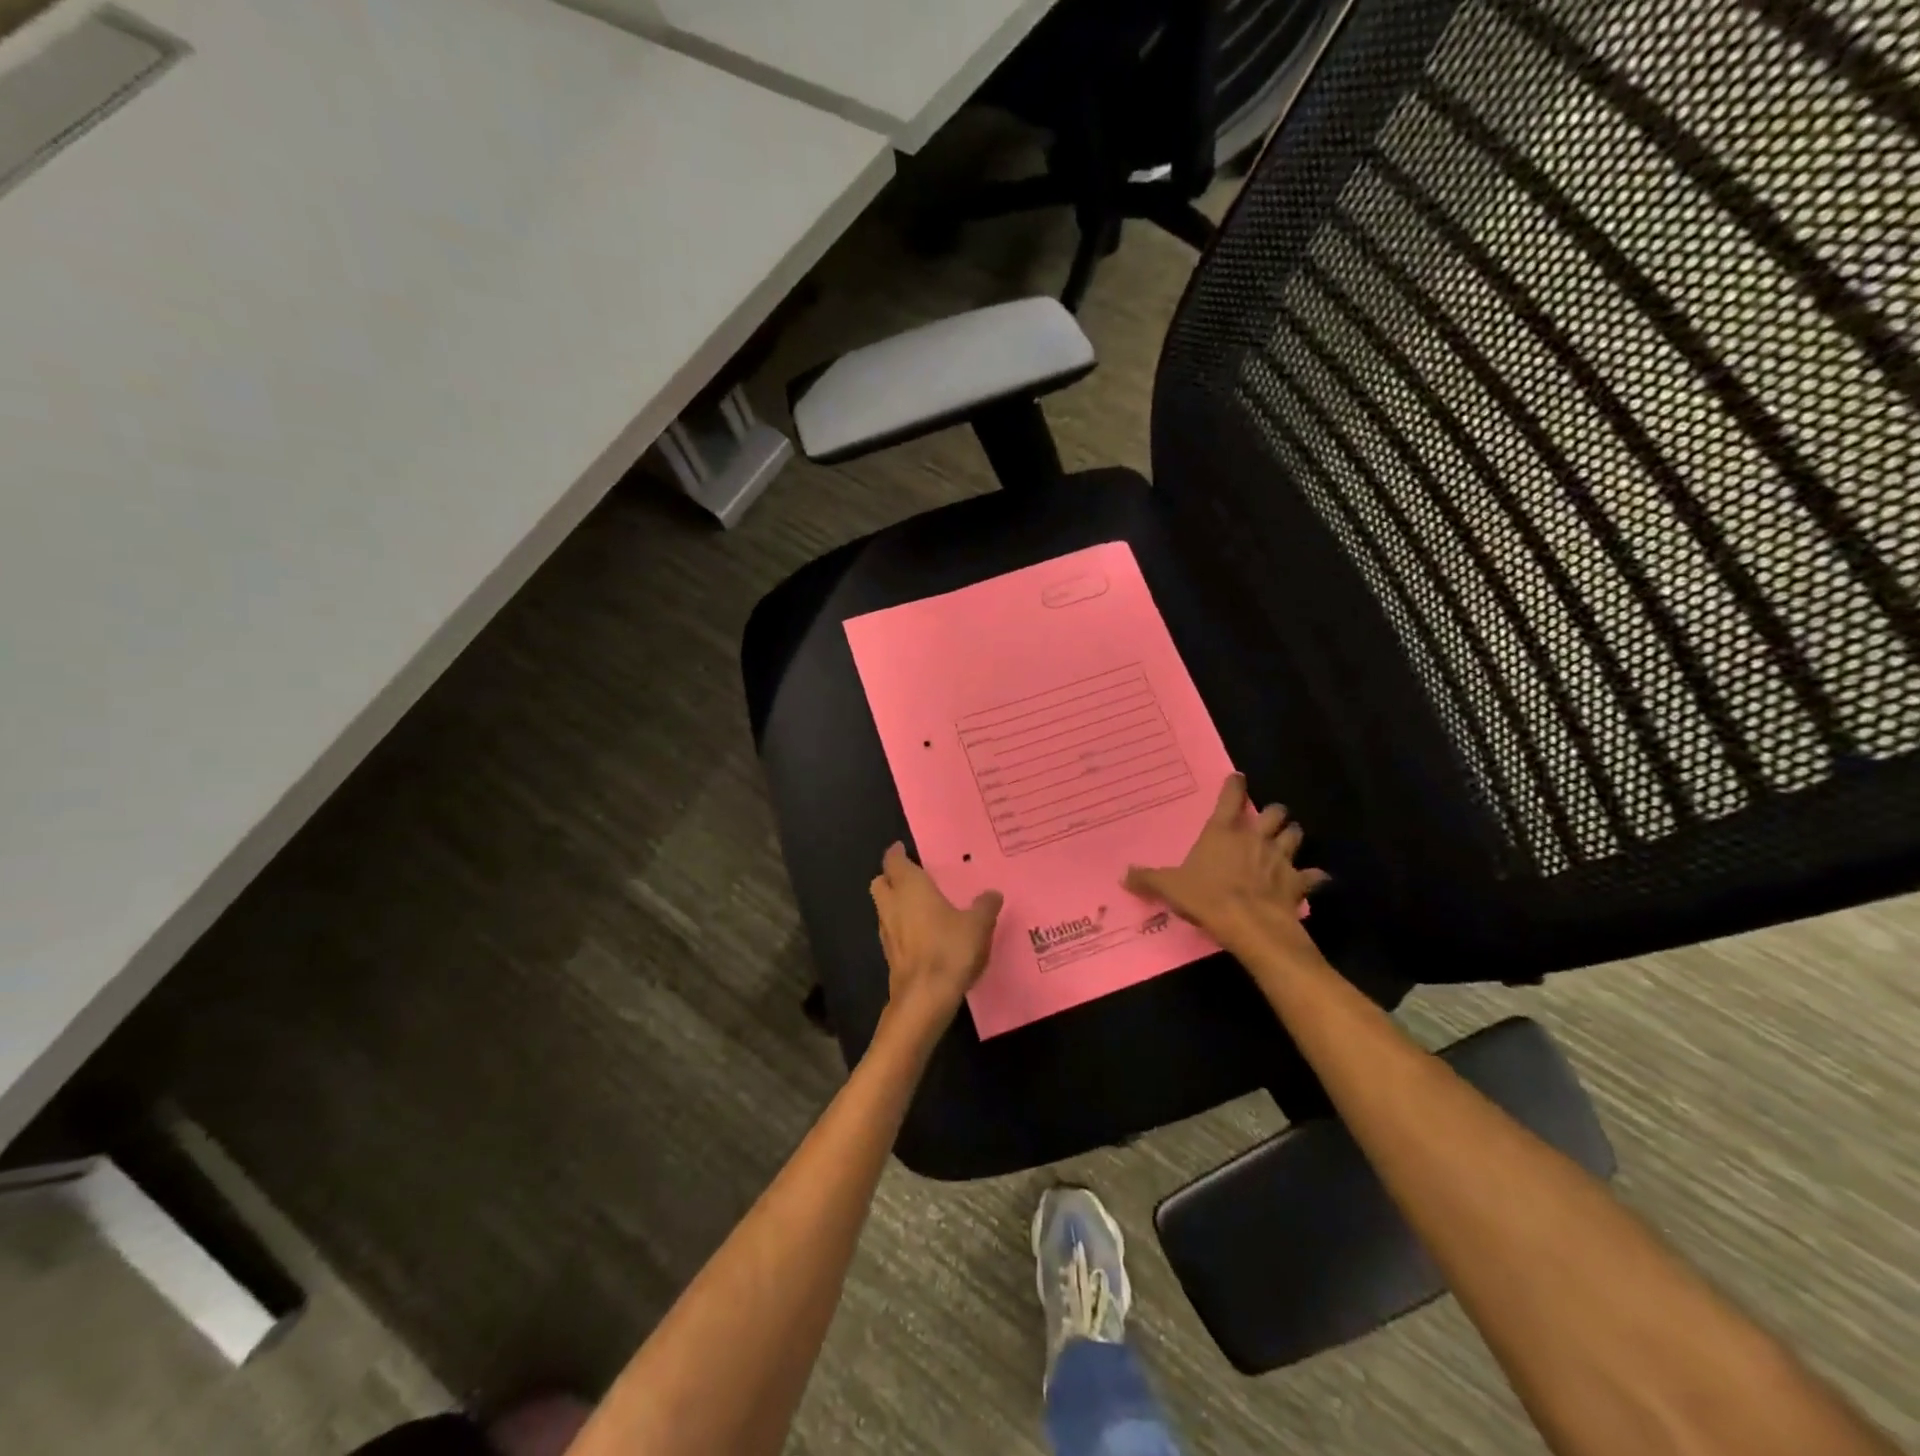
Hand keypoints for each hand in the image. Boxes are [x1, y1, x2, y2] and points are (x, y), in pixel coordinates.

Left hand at [870, 843, 1003, 1027]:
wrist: (925, 998)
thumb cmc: (949, 949)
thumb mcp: (978, 924)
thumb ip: (985, 906)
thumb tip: (992, 893)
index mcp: (910, 888)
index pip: (894, 862)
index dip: (896, 853)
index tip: (901, 848)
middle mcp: (892, 905)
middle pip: (880, 883)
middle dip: (890, 878)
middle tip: (910, 877)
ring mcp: (887, 932)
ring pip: (883, 908)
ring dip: (894, 903)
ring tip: (918, 905)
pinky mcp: (889, 955)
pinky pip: (891, 931)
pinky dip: (901, 927)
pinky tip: (921, 934)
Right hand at [1124, 774, 1329, 961]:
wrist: (1250, 925)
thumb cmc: (1207, 897)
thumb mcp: (1170, 888)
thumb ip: (1148, 879)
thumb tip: (1124, 874)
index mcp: (1223, 831)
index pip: (1231, 796)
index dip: (1235, 785)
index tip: (1237, 778)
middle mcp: (1255, 837)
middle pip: (1274, 812)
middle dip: (1272, 813)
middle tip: (1265, 820)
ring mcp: (1280, 858)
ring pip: (1295, 835)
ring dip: (1291, 836)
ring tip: (1286, 840)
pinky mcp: (1297, 882)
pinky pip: (1312, 875)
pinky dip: (1313, 876)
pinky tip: (1312, 879)